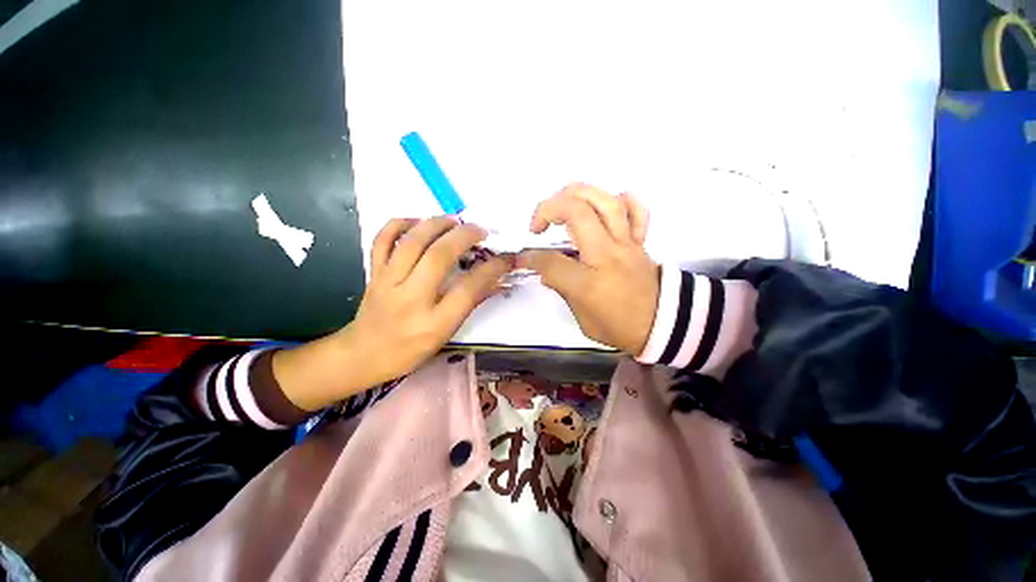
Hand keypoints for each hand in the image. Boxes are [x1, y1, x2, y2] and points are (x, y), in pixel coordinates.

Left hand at [274, 217, 511, 410]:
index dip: (492, 269)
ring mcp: (387, 282)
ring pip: (411, 242)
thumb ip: (470, 304)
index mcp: (433, 323)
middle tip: (480, 230)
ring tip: (455, 220)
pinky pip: (382, 240)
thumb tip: (495, 281)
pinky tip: (416, 222)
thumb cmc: (409, 350)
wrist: (362, 355)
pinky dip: (399, 224)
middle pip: (439, 257)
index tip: (506, 257)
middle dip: (465, 237)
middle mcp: (410, 299)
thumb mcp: (446, 335)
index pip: (468, 289)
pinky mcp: (373, 272)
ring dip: (437, 224)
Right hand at [518, 183, 659, 354]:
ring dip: (576, 194)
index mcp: (589, 283)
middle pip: (576, 212)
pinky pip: (635, 210)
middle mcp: (607, 255)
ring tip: (561, 203)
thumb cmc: (620, 327)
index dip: (530, 257)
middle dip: (548, 209)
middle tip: (538, 225)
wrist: (665, 325)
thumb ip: (563, 290)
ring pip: (604, 201)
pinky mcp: (640, 241)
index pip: (551, 261)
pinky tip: (604, 205)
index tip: (523, 257)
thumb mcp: (583, 320)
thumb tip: (546, 271)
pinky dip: (620, 200)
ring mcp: (626, 244)